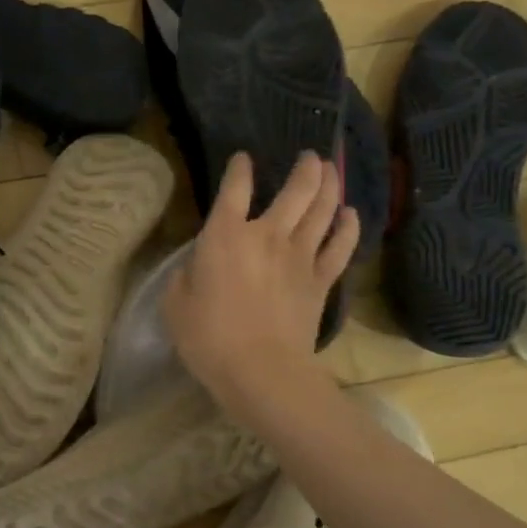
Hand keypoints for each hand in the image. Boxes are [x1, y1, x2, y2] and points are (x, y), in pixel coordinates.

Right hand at [164, 152, 357, 421]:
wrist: (261, 371)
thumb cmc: (208, 337)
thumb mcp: (175, 303)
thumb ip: (185, 275)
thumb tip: (199, 264)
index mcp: (225, 235)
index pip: (234, 188)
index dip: (239, 169)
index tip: (242, 159)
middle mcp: (267, 234)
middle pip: (295, 190)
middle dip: (304, 168)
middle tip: (309, 156)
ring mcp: (300, 256)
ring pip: (323, 210)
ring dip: (329, 185)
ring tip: (330, 170)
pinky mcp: (322, 280)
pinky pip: (341, 246)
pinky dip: (348, 227)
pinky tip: (351, 215)